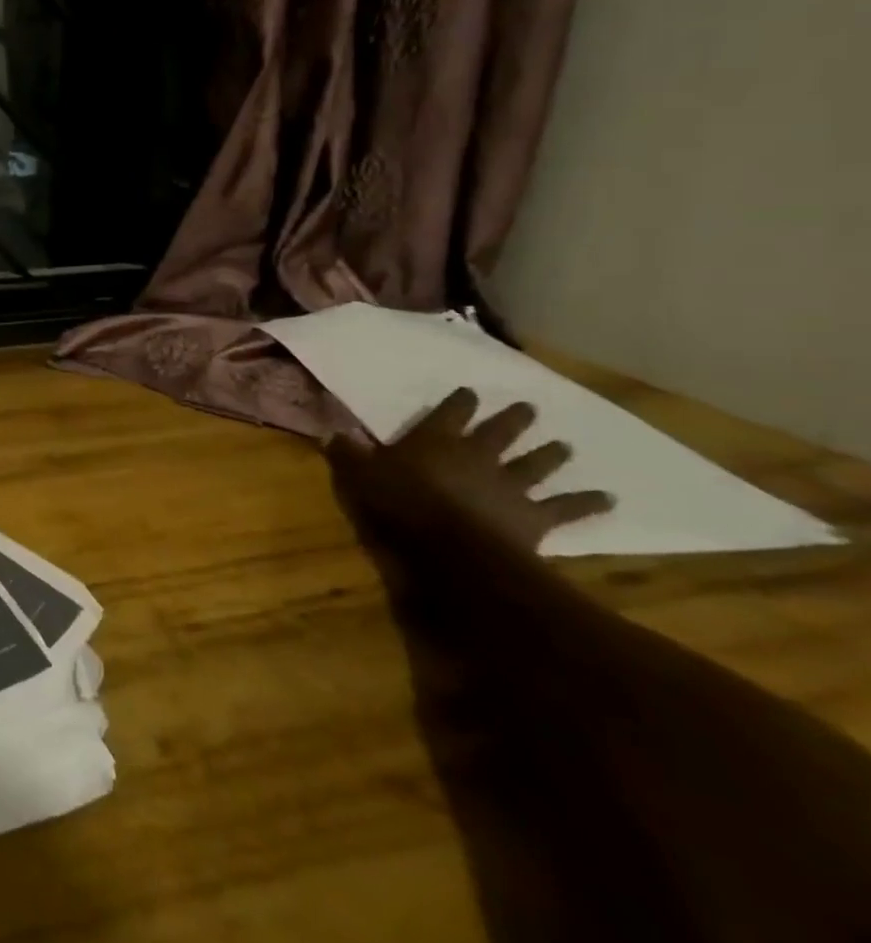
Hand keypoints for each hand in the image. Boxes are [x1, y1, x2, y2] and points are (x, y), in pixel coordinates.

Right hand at [326, 388, 612, 559]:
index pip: (449, 412)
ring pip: (536, 464)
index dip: (460, 401)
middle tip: (530, 408)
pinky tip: (608, 499)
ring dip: (551, 454)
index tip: (470, 391)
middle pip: (500, 432)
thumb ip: (348, 454)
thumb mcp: (358, 476)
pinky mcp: (534, 518)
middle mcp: (477, 455)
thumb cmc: (397, 507)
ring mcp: (510, 485)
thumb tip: (332, 433)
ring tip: (567, 446)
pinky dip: (588, 503)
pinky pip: (566, 509)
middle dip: (514, 419)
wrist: (449, 551)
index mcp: (435, 440)